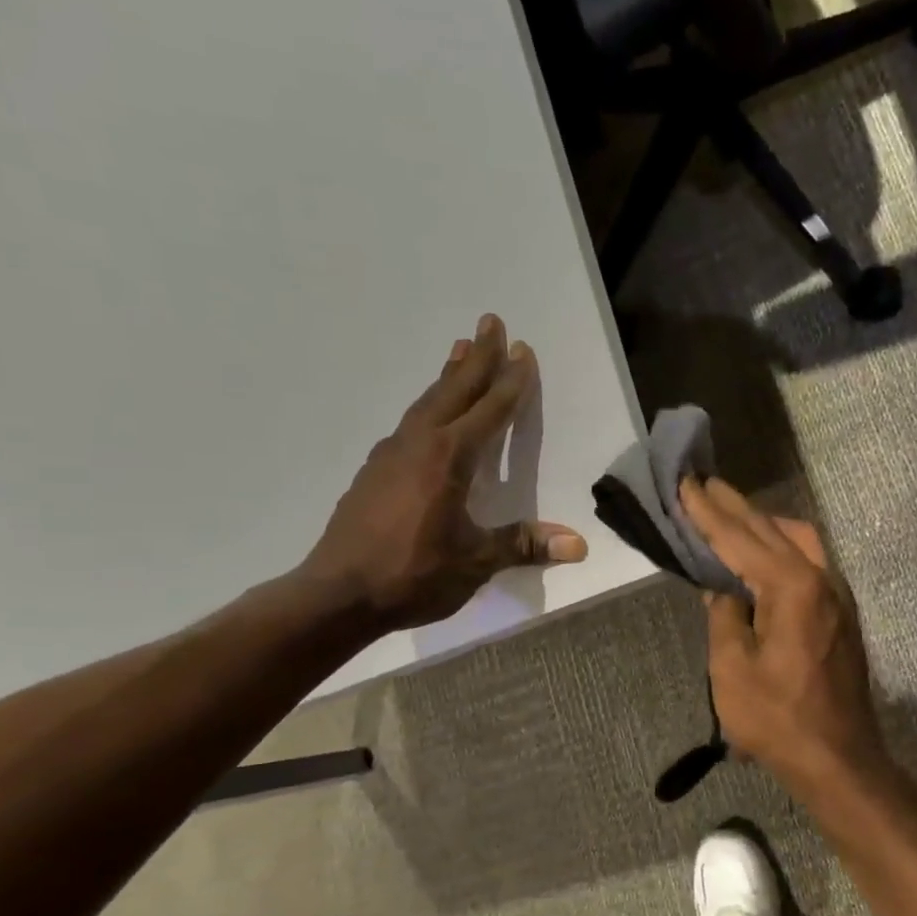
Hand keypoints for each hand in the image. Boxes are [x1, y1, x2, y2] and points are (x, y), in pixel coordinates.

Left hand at [300, 314, 587, 630]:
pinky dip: (427, 405)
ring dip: (448, 375)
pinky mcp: (373, 471)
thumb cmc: (412, 575)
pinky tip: (426, 415)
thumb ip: (523, 545)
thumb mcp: (475, 563)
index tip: (523, 351)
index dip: (510, 382)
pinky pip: (409, 423)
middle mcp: (419, 445)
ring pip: (427, 402)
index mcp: (448, 459)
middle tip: (491, 322)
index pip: (489, 411)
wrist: (337, 594)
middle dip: (477, 357)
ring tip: (459, 350)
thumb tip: (579, 545)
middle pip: (454, 390)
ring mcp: (390, 455)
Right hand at [679, 476, 888, 790]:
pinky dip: (780, 545)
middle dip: (735, 506)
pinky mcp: (840, 613)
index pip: (739, 539)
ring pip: (798, 540)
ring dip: (762, 522)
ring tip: (730, 513)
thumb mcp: (732, 669)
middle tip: (704, 483)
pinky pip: (808, 561)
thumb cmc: (777, 718)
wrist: (838, 759)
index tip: (685, 483)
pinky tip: (763, 552)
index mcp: (791, 587)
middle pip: (772, 529)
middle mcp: (820, 579)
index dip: (708, 512)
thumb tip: (721, 589)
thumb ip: (724, 616)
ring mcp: (836, 595)